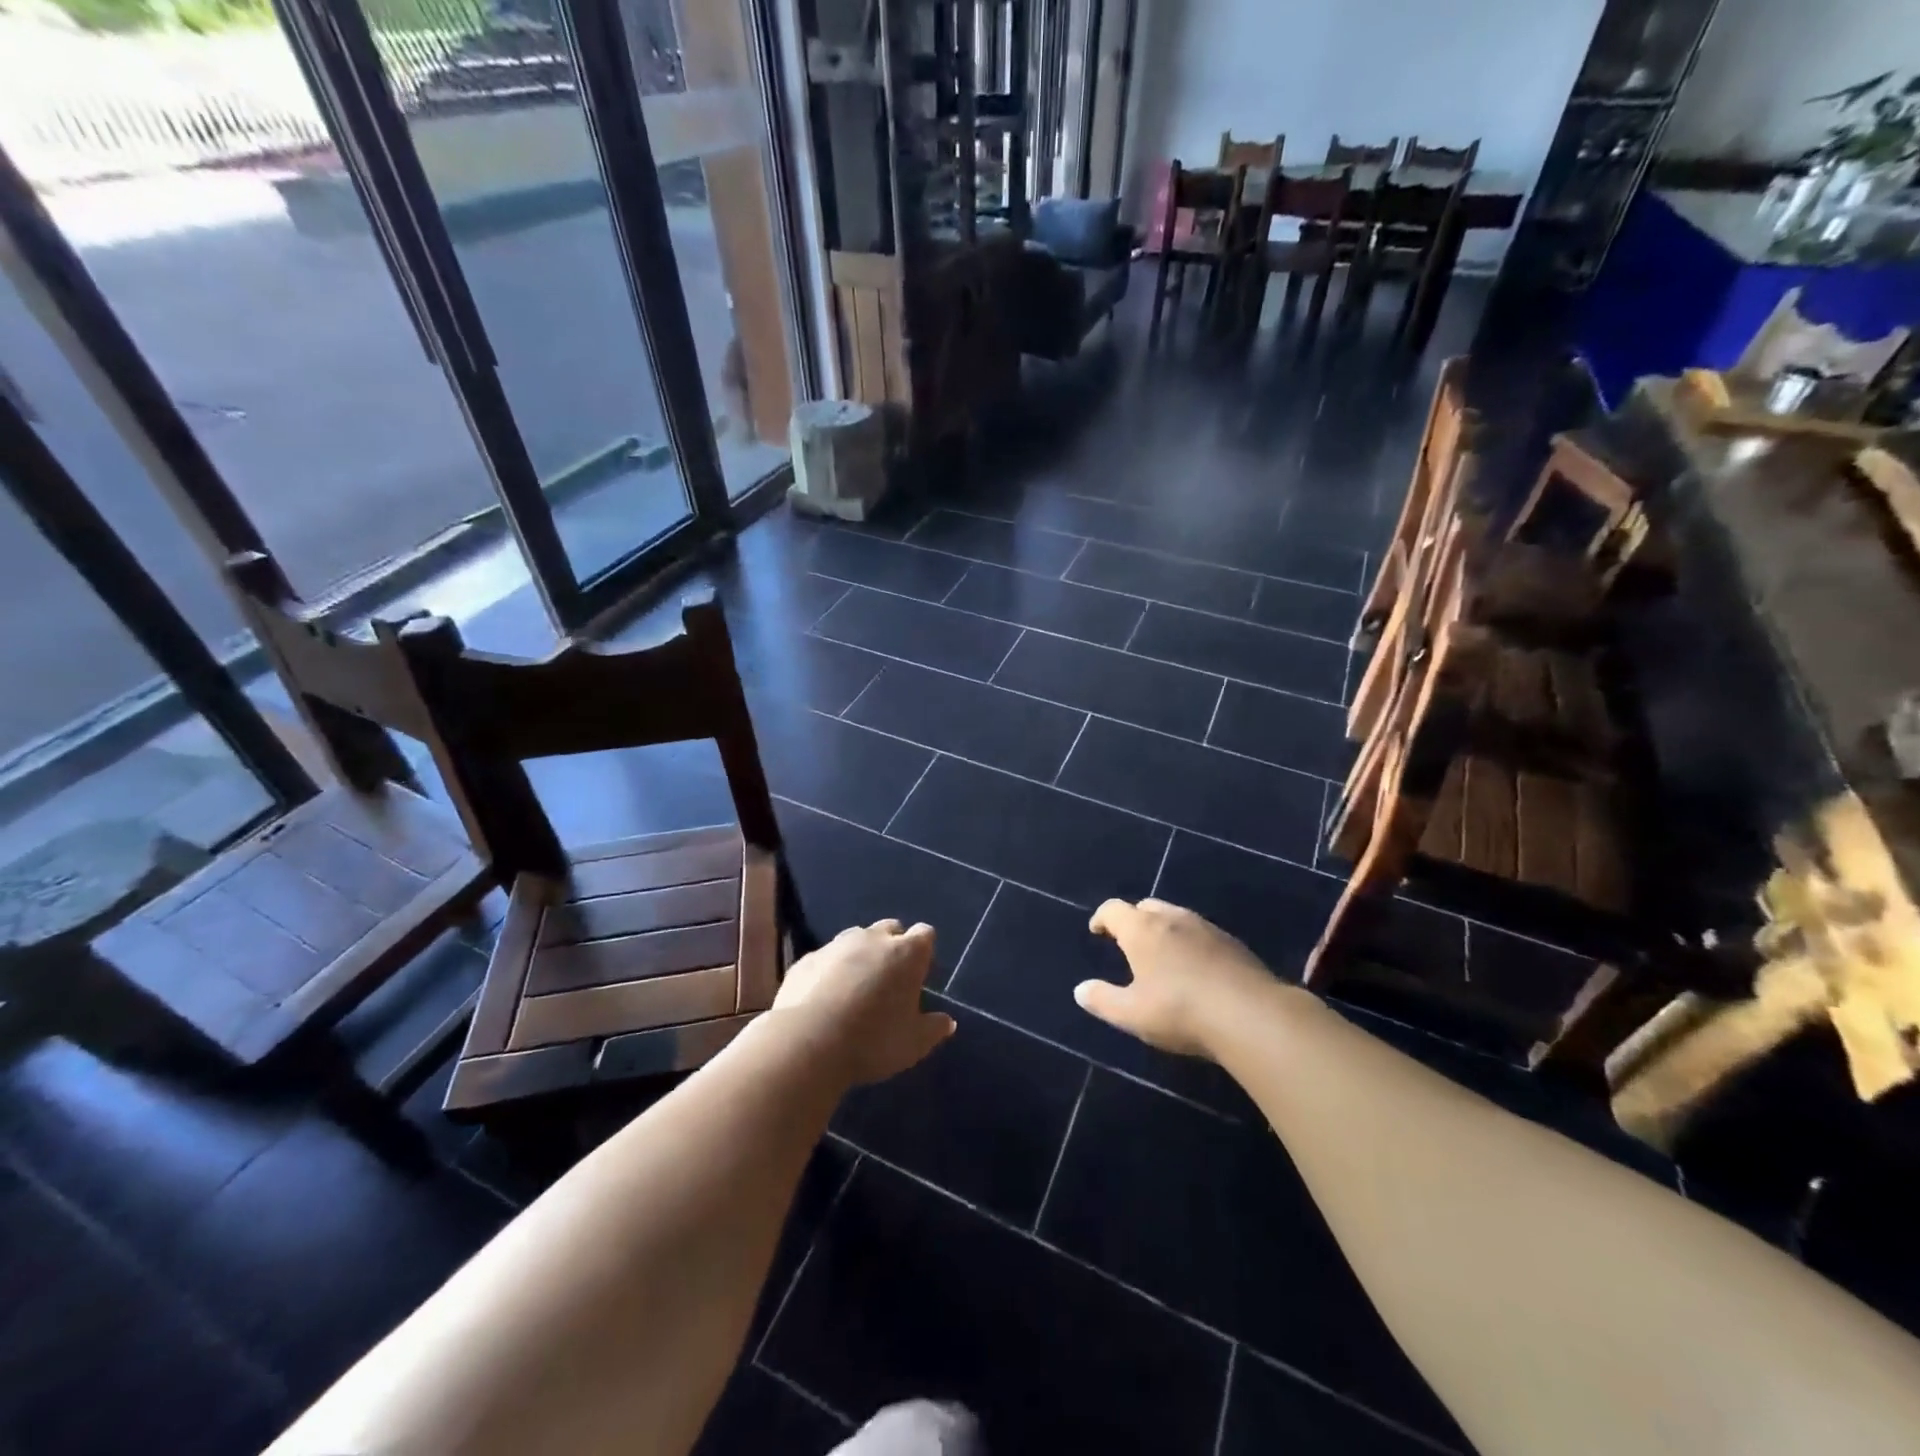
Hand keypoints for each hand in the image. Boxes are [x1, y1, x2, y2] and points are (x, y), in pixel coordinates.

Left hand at [771, 920, 954, 1086]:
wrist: (808, 1042)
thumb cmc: (873, 1040)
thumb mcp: (914, 1043)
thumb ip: (933, 1028)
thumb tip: (948, 1022)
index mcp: (906, 953)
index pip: (925, 934)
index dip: (924, 950)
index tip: (920, 973)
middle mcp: (873, 939)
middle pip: (890, 929)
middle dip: (893, 945)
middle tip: (890, 979)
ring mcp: (837, 945)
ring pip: (855, 939)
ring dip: (860, 955)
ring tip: (856, 987)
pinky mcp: (807, 959)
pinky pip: (826, 958)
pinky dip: (830, 970)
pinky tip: (825, 997)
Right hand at [1077, 898, 1284, 1058]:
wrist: (1251, 1015)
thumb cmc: (1180, 1010)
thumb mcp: (1132, 1014)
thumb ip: (1102, 1000)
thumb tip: (1080, 990)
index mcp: (1141, 930)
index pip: (1114, 909)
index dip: (1102, 918)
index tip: (1097, 930)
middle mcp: (1172, 918)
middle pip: (1146, 906)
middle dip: (1133, 920)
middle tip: (1128, 942)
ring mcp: (1205, 927)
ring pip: (1176, 917)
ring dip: (1164, 929)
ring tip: (1161, 954)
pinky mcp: (1232, 943)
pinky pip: (1201, 933)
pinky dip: (1189, 942)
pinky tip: (1195, 968)